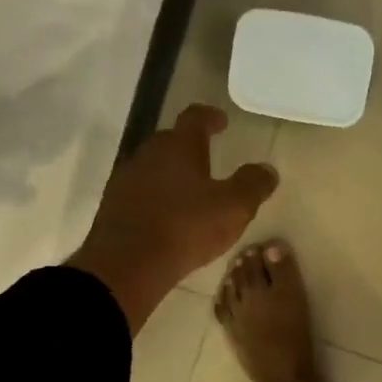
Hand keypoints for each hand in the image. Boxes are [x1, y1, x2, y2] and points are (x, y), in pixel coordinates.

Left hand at [67, 105, 277, 333]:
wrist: (127, 265)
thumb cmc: (185, 228)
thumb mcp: (234, 208)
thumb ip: (253, 184)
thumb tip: (267, 170)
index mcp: (179, 146)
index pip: (195, 117)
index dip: (210, 117)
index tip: (222, 121)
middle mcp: (149, 153)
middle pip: (171, 140)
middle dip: (190, 146)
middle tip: (209, 157)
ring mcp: (127, 178)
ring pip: (154, 166)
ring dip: (172, 172)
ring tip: (190, 190)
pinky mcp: (114, 205)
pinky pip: (141, 191)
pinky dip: (157, 195)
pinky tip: (168, 214)